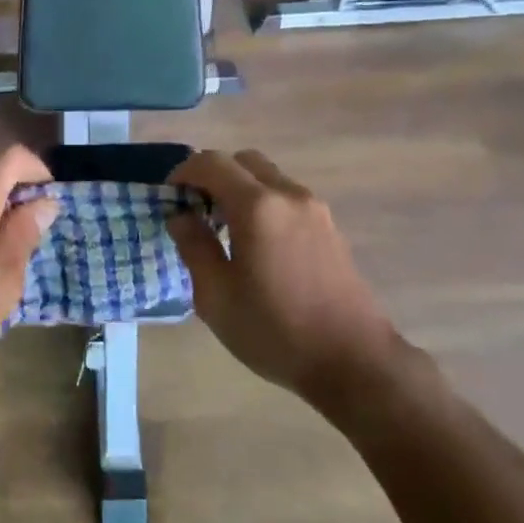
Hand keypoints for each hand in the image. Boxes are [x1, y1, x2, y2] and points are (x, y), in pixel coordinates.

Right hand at [167, 150, 399, 401]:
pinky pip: (287, 197)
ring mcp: (315, 209)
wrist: (353, 361)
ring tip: (224, 229)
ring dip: (240, 188)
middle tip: (196, 209)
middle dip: (213, 175)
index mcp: (257, 206)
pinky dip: (264, 202)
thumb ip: (193, 246)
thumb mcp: (216, 296)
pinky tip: (256, 243)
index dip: (183, 172)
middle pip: (243, 161)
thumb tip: (181, 216)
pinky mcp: (330, 228)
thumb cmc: (274, 330)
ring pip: (268, 177)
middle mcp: (288, 195)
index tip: (169, 197)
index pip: (212, 162)